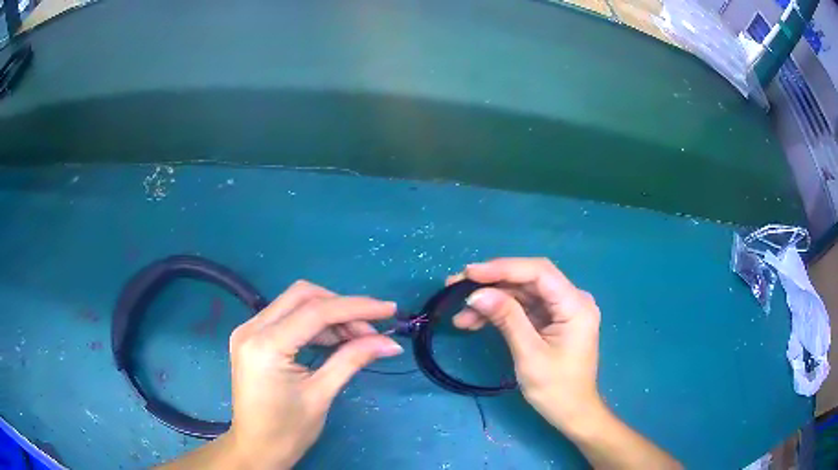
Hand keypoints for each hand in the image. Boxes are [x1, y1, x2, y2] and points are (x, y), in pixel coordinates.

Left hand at [163, 281, 402, 468]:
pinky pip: (286, 318)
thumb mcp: (321, 395)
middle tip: (370, 330)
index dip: (356, 307)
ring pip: (294, 303)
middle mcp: (251, 328)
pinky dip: (313, 324)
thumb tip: (390, 343)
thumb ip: (352, 360)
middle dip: (341, 307)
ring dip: (329, 315)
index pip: (316, 312)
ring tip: (358, 338)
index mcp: (266, 345)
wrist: (256, 448)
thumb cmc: (287, 430)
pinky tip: (334, 340)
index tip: (389, 310)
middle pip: (303, 296)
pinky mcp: (251, 338)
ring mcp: (247, 331)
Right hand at [451, 258, 681, 468]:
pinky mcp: (550, 320)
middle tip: (456, 286)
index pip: (539, 272)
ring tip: (459, 314)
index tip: (470, 273)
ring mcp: (560, 309)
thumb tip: (476, 294)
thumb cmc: (556, 389)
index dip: (503, 268)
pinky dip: (498, 312)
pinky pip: (522, 308)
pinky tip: (474, 321)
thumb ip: (507, 319)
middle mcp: (571, 299)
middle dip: (492, 282)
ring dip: (490, 300)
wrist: (572, 413)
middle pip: (528, 279)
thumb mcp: (530, 355)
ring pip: (521, 293)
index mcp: (575, 305)